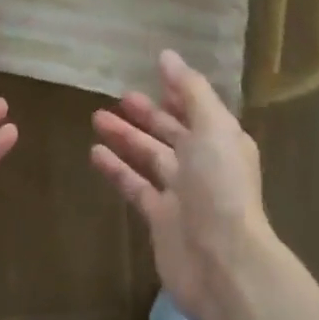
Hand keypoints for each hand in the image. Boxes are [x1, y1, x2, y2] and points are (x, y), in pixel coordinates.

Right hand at [90, 50, 273, 319]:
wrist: (223, 263)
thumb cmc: (220, 187)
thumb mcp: (211, 127)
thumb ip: (190, 90)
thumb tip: (167, 55)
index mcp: (221, 139)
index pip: (197, 108)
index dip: (177, 91)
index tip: (153, 72)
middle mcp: (203, 163)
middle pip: (171, 131)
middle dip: (147, 113)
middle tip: (120, 96)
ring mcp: (181, 192)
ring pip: (149, 156)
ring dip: (126, 137)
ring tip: (97, 117)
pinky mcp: (160, 218)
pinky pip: (135, 186)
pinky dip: (117, 169)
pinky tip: (95, 152)